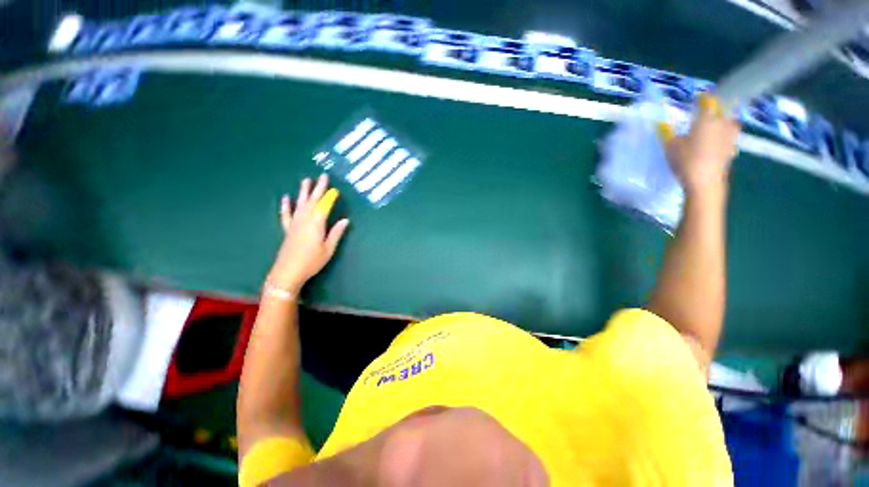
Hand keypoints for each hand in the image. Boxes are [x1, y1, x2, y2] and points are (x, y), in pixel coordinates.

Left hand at [268, 174, 349, 293]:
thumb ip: (336, 233)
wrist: (288, 272)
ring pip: (300, 204)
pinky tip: (286, 198)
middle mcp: (304, 220)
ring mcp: (294, 224)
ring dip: (303, 192)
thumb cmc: (312, 261)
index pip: (324, 206)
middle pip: (312, 201)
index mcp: (316, 224)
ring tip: (306, 180)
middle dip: (318, 188)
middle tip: (323, 176)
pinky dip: (286, 206)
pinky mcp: (288, 229)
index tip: (335, 189)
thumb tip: (345, 220)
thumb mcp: (329, 249)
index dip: (330, 197)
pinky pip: (286, 214)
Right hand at [663, 94, 740, 196]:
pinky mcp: (732, 148)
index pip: (709, 100)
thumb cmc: (686, 160)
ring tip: (715, 124)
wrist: (704, 181)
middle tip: (708, 111)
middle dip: (717, 107)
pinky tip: (718, 139)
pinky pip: (730, 134)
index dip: (703, 98)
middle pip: (724, 108)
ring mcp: (730, 136)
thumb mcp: (671, 146)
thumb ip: (671, 133)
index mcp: (707, 119)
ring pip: (730, 121)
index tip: (698, 98)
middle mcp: (722, 123)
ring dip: (724, 119)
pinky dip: (725, 133)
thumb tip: (669, 125)